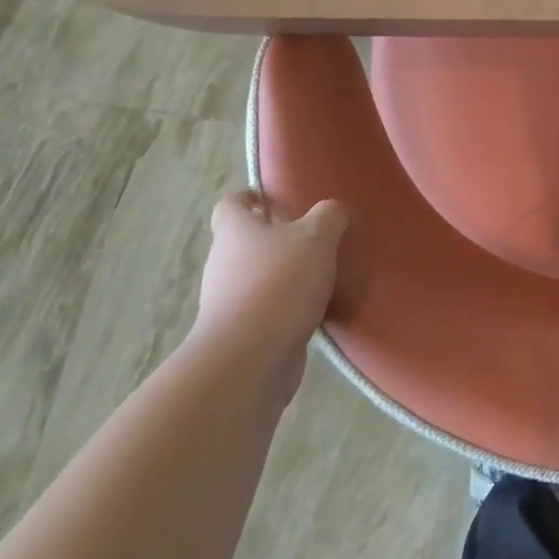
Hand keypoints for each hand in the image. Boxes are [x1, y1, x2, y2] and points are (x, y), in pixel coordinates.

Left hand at [192, 191, 346, 392]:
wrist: (248, 360)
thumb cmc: (279, 283)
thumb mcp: (317, 236)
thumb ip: (329, 216)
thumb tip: (333, 211)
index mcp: (235, 231)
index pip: (231, 204)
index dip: (251, 197)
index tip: (278, 198)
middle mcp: (224, 263)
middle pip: (246, 241)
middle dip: (277, 237)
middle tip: (316, 236)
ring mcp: (229, 302)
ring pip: (258, 277)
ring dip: (285, 274)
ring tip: (324, 274)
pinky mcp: (242, 334)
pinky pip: (268, 310)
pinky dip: (289, 307)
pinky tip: (319, 309)